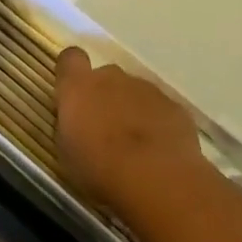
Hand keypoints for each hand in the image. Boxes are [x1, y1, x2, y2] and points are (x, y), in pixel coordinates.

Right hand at [54, 48, 203, 215]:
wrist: (157, 183)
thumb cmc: (99, 170)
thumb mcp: (65, 153)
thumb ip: (68, 126)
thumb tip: (74, 121)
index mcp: (79, 86)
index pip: (70, 58)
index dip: (71, 73)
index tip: (72, 95)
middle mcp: (112, 78)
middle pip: (106, 76)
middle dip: (104, 96)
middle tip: (105, 130)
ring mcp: (147, 89)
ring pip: (135, 92)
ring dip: (131, 110)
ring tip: (136, 147)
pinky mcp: (176, 107)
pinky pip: (161, 109)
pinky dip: (158, 124)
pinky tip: (160, 152)